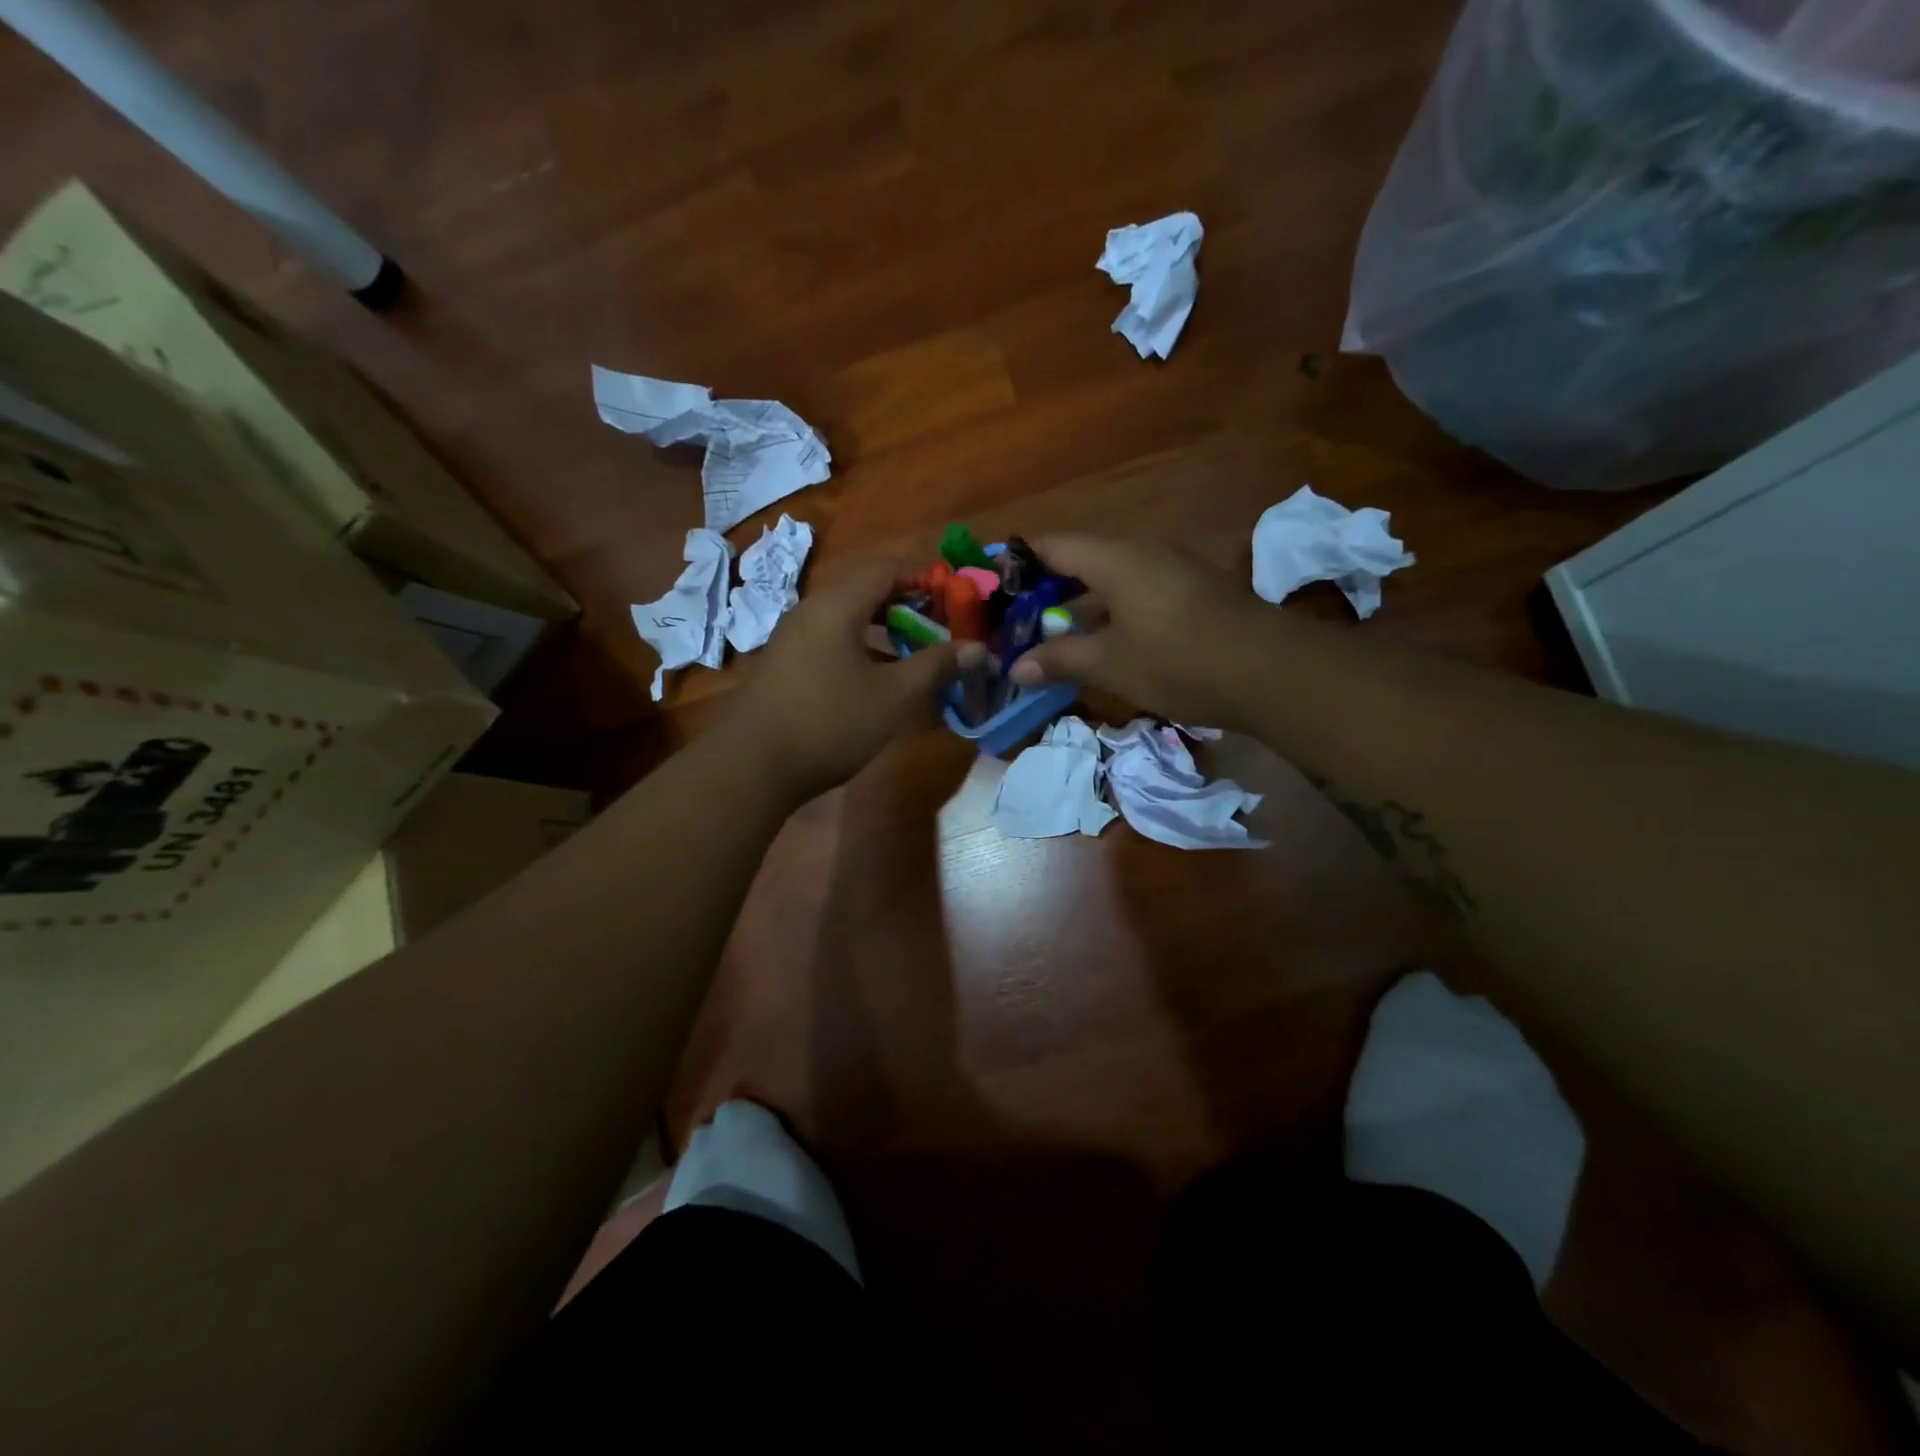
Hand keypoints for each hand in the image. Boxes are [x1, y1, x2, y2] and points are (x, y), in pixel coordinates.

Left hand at [729, 557, 981, 802]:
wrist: (751, 766)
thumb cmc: (829, 723)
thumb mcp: (894, 697)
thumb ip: (936, 666)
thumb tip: (977, 648)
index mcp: (837, 604)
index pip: (888, 566)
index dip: (926, 575)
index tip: (958, 594)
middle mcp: (811, 609)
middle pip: (866, 586)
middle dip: (908, 599)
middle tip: (942, 621)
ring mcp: (794, 636)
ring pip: (849, 614)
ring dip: (886, 624)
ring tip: (917, 647)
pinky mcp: (787, 662)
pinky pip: (833, 637)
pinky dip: (863, 644)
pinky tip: (880, 674)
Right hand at [1009, 536, 1275, 728]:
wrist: (1271, 671)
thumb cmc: (1178, 660)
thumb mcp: (1110, 664)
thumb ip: (1059, 659)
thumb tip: (1015, 668)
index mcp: (1115, 557)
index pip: (1051, 545)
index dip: (1017, 563)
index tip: (991, 588)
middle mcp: (1142, 552)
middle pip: (1080, 561)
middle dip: (1045, 592)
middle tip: (1015, 622)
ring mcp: (1171, 571)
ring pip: (1109, 581)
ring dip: (1079, 607)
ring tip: (1050, 639)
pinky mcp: (1192, 593)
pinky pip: (1136, 594)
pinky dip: (1110, 615)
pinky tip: (1101, 646)